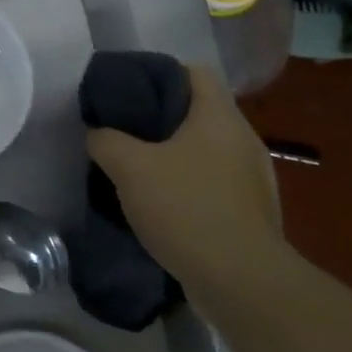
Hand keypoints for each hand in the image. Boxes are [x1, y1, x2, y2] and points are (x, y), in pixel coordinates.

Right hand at [86, 64, 281, 287]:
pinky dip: (191, 186)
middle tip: (125, 133)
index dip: (159, 74)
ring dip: (177, 156)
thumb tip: (98, 133)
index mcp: (219, 116)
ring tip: (141, 171)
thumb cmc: (186, 208)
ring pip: (207, 150)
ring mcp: (254, 177)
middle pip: (200, 112)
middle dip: (162, 120)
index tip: (129, 92)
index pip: (193, 71)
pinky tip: (166, 206)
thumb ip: (107, 141)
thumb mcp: (130, 168)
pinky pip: (216, 183)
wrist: (240, 280)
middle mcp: (243, 139)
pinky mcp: (253, 211)